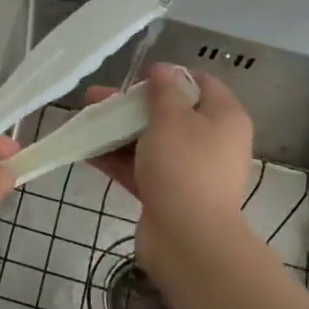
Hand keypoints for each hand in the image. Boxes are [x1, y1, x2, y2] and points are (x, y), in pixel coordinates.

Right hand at [89, 64, 253, 270]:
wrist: (188, 239)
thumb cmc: (184, 167)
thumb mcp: (171, 119)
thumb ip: (163, 91)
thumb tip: (162, 69)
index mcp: (224, 118)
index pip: (201, 83)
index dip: (169, 76)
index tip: (137, 78)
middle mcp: (211, 141)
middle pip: (169, 113)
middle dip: (130, 105)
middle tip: (96, 98)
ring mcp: (188, 170)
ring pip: (150, 141)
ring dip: (118, 131)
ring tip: (84, 121)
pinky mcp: (168, 194)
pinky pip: (140, 168)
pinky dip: (117, 158)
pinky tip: (86, 150)